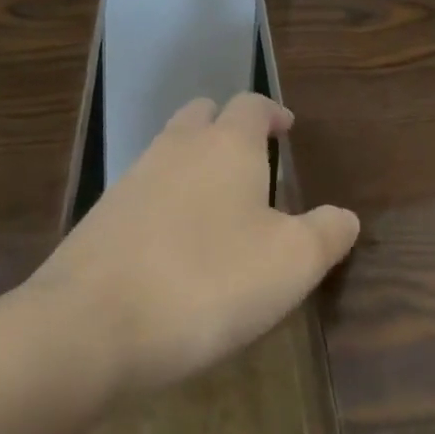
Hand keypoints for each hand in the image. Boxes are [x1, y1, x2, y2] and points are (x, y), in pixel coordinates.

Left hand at [27, 93, 358, 392]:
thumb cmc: (206, 283)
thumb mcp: (291, 264)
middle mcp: (178, 147)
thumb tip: (346, 217)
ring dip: (193, 162)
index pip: (252, 105)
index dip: (272, 114)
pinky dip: (163, 201)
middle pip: (203, 114)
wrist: (87, 328)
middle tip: (249, 159)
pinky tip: (171, 245)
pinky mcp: (100, 218)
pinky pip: (142, 191)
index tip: (286, 130)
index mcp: (228, 144)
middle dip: (226, 126)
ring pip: (169, 149)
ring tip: (214, 205)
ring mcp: (132, 179)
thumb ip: (327, 234)